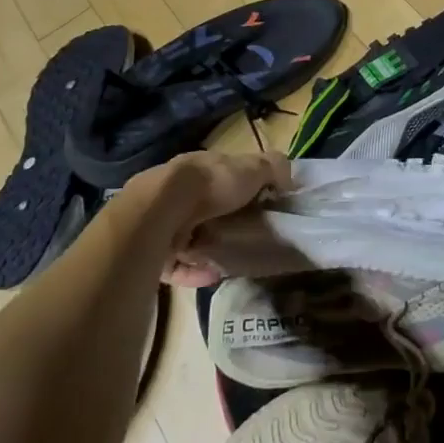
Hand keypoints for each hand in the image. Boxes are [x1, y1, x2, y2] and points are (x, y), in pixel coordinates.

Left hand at [113, 150, 287, 286]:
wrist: (162, 210)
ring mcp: (163, 221)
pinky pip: (178, 265)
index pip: (223, 176)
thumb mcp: (254, 167)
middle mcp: (179, 192)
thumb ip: (274, 168)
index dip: (243, 189)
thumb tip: (289, 179)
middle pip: (206, 207)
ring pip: (190, 236)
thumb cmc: (212, 183)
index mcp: (201, 168)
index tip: (262, 206)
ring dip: (209, 248)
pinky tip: (213, 275)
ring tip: (231, 259)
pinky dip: (195, 272)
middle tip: (247, 235)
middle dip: (225, 221)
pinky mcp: (153, 251)